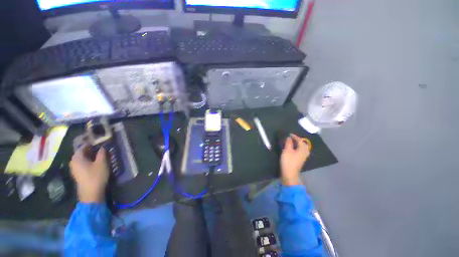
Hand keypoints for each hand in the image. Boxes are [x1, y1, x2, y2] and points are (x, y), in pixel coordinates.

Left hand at [70, 146, 109, 202]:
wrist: (91, 193)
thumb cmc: (96, 176)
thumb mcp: (101, 163)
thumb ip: (102, 153)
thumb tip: (102, 147)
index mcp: (77, 158)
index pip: (83, 146)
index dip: (92, 143)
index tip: (100, 141)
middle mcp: (73, 162)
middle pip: (82, 152)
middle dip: (92, 149)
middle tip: (102, 147)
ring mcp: (75, 169)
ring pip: (83, 158)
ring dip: (91, 155)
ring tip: (101, 154)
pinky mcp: (79, 174)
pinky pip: (83, 163)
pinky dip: (90, 161)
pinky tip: (97, 162)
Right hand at [280, 134, 309, 185]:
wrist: (289, 174)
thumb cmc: (288, 161)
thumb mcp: (287, 150)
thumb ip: (288, 143)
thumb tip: (289, 137)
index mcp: (302, 149)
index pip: (300, 140)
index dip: (295, 137)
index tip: (289, 134)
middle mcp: (305, 153)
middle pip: (303, 144)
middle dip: (298, 140)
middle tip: (292, 138)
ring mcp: (303, 157)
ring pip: (302, 148)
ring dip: (298, 144)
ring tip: (292, 142)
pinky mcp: (300, 160)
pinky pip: (300, 151)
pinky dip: (297, 148)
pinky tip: (293, 149)